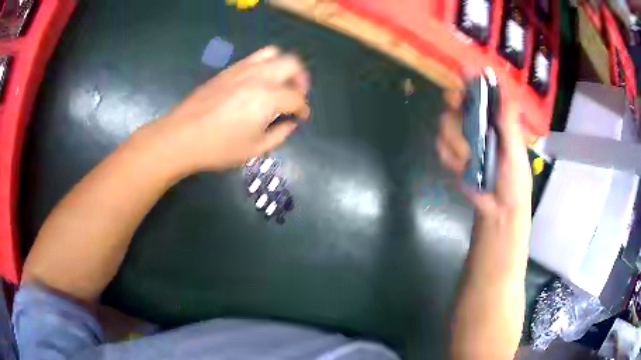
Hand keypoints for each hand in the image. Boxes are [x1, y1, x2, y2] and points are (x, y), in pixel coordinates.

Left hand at [144, 46, 309, 173]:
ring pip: (273, 54)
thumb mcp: (254, 149)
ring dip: (283, 67)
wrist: (181, 136)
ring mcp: (242, 69)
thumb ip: (279, 134)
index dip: (303, 109)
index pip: (296, 98)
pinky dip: (265, 66)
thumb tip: (290, 123)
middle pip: (292, 64)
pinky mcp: (228, 70)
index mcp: (268, 98)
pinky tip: (258, 83)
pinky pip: (254, 58)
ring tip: (280, 83)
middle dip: (301, 79)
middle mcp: (258, 77)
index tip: (300, 118)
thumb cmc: (218, 147)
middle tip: (296, 95)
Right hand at [436, 90, 531, 218]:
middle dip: (454, 103)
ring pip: (445, 123)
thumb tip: (502, 93)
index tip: (463, 70)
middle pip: (456, 101)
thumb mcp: (516, 151)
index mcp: (495, 118)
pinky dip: (450, 158)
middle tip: (456, 107)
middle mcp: (477, 123)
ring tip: (470, 160)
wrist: (499, 209)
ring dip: (455, 142)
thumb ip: (509, 124)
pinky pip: (441, 147)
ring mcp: (463, 139)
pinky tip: (462, 168)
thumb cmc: (515, 180)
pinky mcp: (452, 155)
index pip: (481, 92)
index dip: (471, 79)